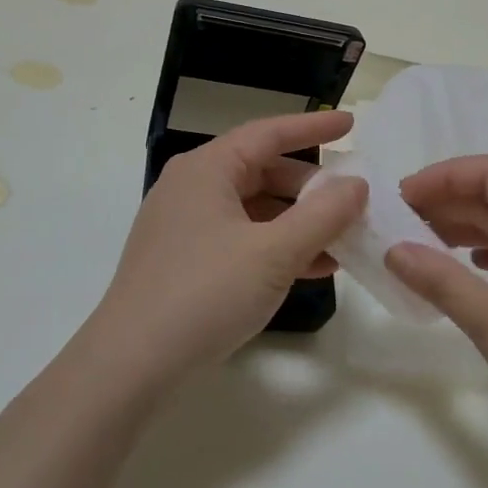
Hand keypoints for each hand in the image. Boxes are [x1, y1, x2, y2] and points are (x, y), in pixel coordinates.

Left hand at [88, 111, 368, 386]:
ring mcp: (185, 225)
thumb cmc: (205, 293)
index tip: (350, 123)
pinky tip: (311, 268)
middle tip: (352, 200)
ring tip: (342, 240)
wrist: (132, 363)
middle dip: (310, 187)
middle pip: (262, 171)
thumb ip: (322, 215)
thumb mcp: (274, 253)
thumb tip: (356, 185)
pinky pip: (240, 238)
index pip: (268, 134)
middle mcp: (192, 187)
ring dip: (298, 221)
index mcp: (207, 169)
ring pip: (254, 209)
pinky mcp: (184, 260)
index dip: (313, 127)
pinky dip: (275, 246)